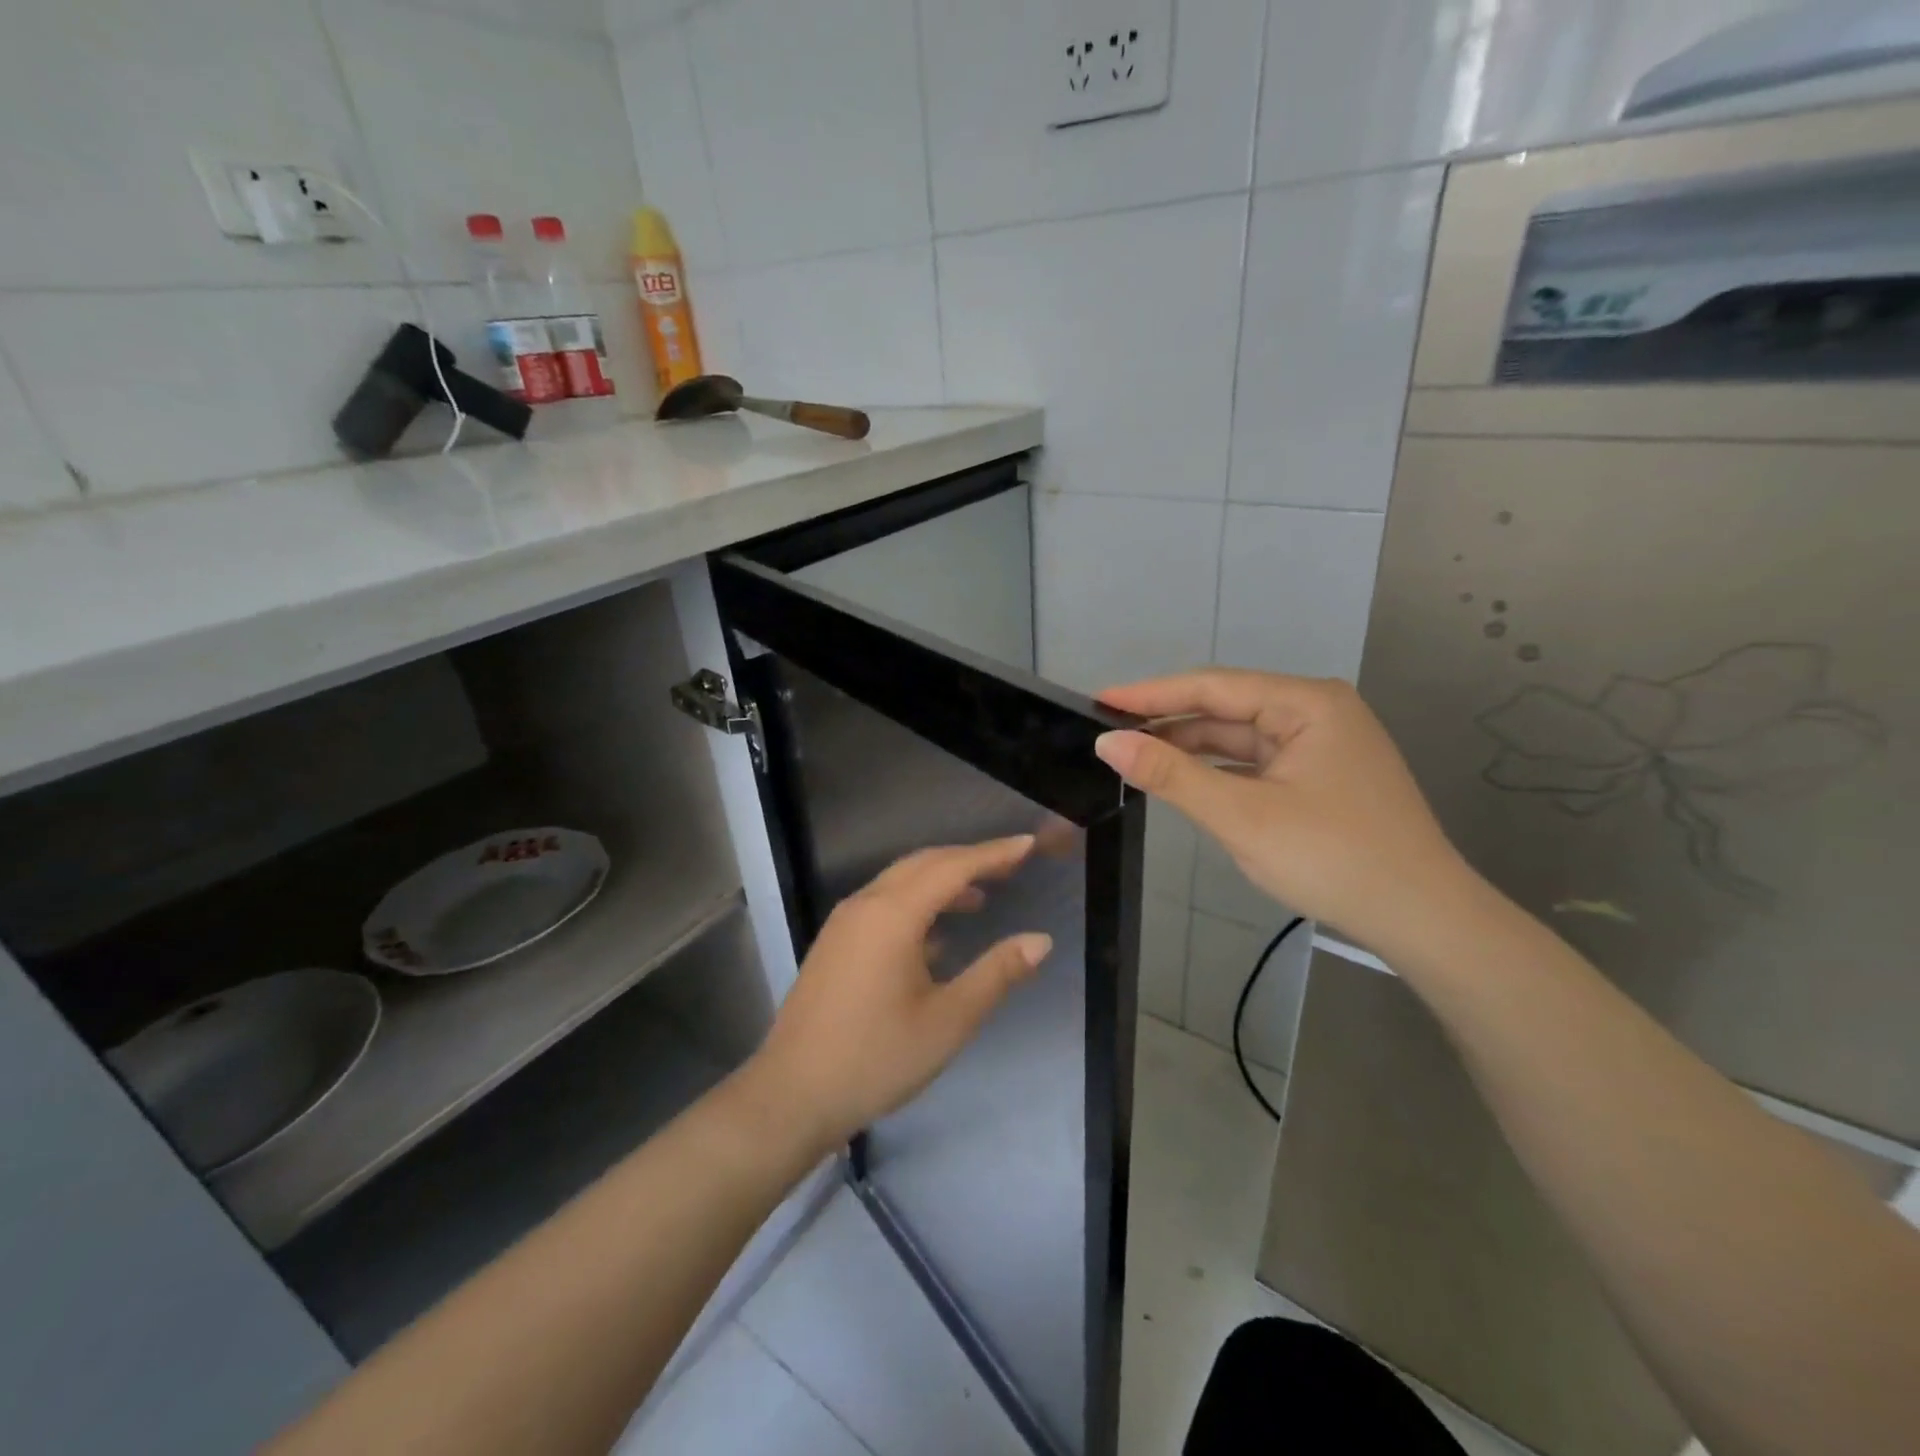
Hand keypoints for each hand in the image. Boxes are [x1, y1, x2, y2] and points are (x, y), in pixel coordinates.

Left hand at [748, 836, 1052, 1149]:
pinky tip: (937, 935)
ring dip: (942, 881)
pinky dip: (917, 903)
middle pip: (924, 864)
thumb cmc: (876, 1058)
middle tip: (1011, 865)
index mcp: (893, 915)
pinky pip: (883, 904)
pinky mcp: (835, 944)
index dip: (994, 853)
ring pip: (900, 882)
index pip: (953, 867)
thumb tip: (1040, 940)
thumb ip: (997, 974)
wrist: (792, 1095)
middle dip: (968, 859)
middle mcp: (865, 905)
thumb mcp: (948, 1021)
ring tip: (981, 898)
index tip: (1028, 843)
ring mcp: (845, 923)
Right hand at [1095, 669, 1472, 954]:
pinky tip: (1185, 781)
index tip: (1098, 701)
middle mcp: (1316, 711)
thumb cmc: (1333, 858)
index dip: (1151, 694)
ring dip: (1191, 749)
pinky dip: (1219, 771)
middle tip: (1110, 736)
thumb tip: (1108, 744)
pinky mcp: (1322, 776)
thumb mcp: (1242, 816)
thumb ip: (1172, 775)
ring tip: (1136, 758)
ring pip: (1239, 738)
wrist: (1422, 919)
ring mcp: (1322, 744)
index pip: (1212, 687)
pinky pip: (1257, 762)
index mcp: (1306, 703)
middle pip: (1226, 709)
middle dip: (1169, 723)